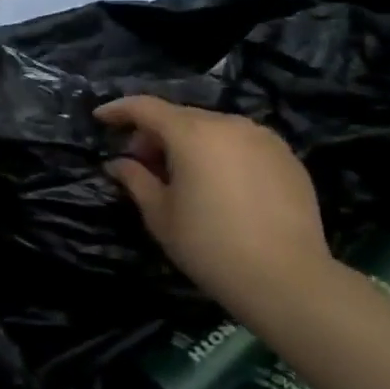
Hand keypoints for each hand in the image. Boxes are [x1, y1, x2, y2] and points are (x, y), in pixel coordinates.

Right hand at [93, 95, 331, 322]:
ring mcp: (264, 139)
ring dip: (190, 142)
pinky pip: (242, 144)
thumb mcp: (160, 215)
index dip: (119, 110)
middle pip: (180, 117)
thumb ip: (135, 179)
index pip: (145, 107)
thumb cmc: (210, 246)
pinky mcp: (288, 159)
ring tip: (183, 176)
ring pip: (213, 128)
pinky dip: (221, 154)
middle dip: (155, 133)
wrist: (288, 281)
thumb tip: (119, 163)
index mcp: (192, 133)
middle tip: (142, 163)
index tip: (100, 118)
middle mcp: (228, 124)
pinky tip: (220, 185)